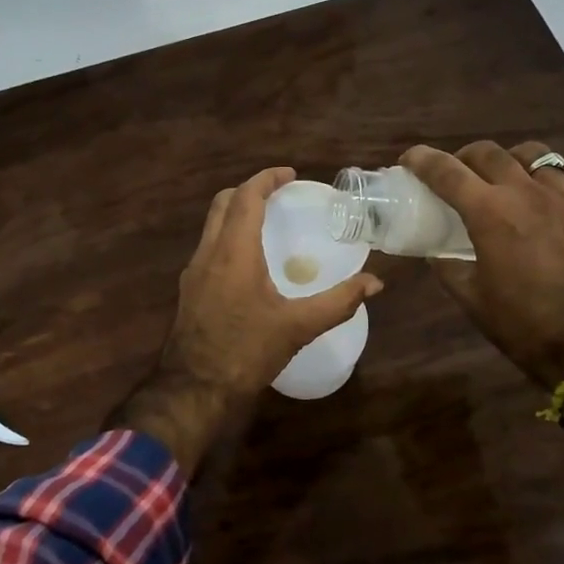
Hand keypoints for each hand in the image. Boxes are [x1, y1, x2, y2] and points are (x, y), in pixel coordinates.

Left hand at [110, 167, 382, 470]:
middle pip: (222, 203)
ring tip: (267, 225)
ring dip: (236, 214)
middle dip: (249, 191)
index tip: (290, 175)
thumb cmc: (246, 352)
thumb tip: (375, 283)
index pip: (246, 197)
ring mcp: (193, 272)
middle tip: (278, 196)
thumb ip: (338, 302)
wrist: (194, 388)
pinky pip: (208, 248)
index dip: (266, 179)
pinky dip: (228, 238)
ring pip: (211, 226)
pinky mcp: (189, 291)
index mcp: (233, 252)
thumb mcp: (297, 327)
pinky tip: (249, 263)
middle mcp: (208, 253)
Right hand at [401, 141, 563, 386]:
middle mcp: (526, 192)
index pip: (446, 172)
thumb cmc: (524, 324)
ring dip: (513, 160)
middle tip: (459, 172)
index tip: (410, 159)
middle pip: (488, 153)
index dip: (422, 160)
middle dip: (466, 157)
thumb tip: (437, 253)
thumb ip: (448, 268)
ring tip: (510, 176)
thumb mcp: (472, 299)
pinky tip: (559, 187)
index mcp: (489, 213)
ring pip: (536, 154)